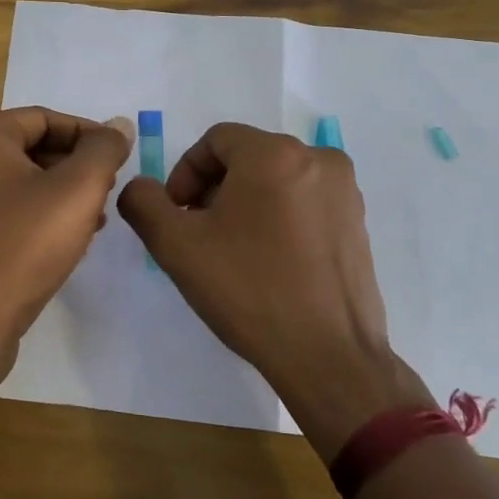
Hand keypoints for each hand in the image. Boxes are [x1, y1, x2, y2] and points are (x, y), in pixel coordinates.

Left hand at [0, 107, 135, 390]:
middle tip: (106, 189)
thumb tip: (118, 124)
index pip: (43, 118)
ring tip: (93, 217)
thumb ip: (103, 150)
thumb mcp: (78, 191)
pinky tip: (60, 238)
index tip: (118, 158)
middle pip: (27, 147)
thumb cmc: (25, 247)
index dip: (87, 134)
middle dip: (72, 166)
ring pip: (14, 179)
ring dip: (56, 191)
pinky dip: (31, 212)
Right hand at [117, 122, 429, 457]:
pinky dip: (278, 219)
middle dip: (214, 190)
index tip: (177, 217)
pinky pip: (303, 203)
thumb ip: (143, 202)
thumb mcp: (176, 245)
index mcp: (275, 154)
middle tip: (199, 236)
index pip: (215, 141)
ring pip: (276, 180)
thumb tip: (141, 188)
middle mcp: (318, 159)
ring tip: (233, 253)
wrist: (329, 356)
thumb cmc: (249, 291)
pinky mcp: (358, 223)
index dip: (185, 174)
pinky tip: (268, 264)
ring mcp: (345, 191)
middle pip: (246, 158)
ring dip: (245, 204)